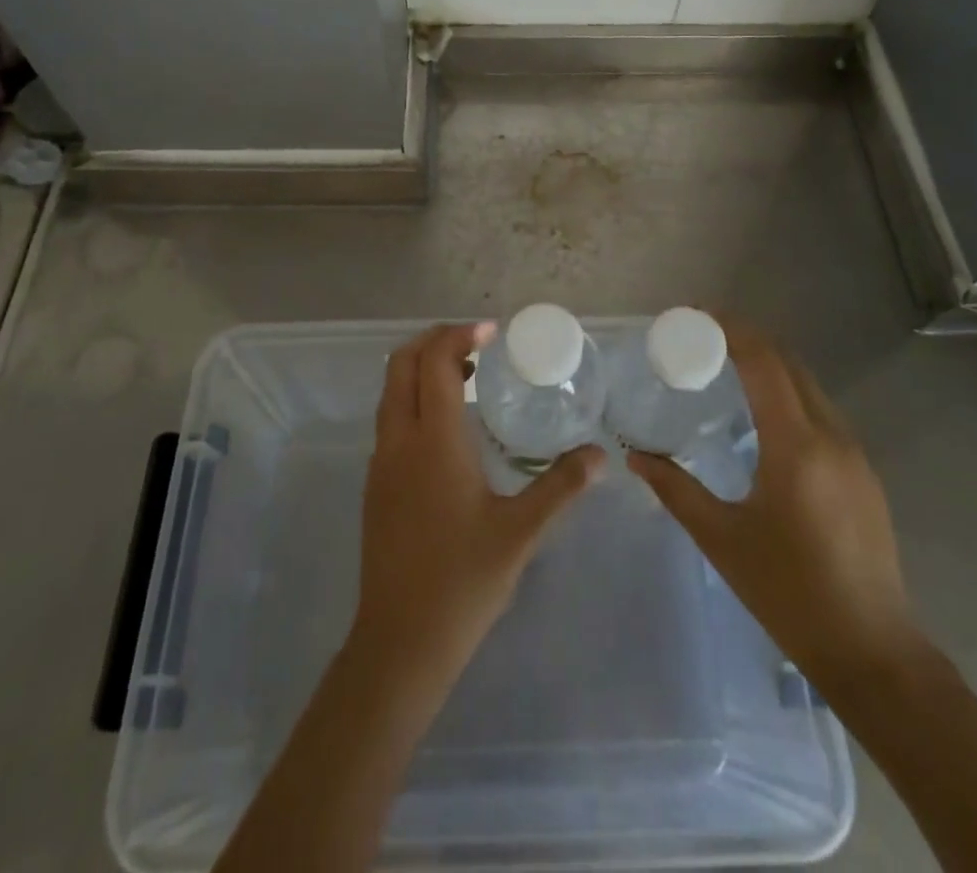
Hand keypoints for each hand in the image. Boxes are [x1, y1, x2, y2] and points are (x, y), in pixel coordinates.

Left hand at [351, 322, 605, 688]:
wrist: (400, 643)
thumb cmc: (463, 582)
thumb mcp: (520, 533)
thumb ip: (561, 487)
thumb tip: (600, 455)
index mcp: (433, 441)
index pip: (435, 361)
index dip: (460, 335)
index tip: (493, 333)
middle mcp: (399, 440)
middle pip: (401, 363)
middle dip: (435, 341)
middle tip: (477, 345)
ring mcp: (381, 463)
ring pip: (391, 391)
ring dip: (422, 370)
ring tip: (468, 378)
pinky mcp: (376, 485)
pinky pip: (391, 419)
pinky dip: (414, 399)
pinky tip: (449, 429)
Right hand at [628, 318, 920, 700]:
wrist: (872, 652)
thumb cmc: (789, 594)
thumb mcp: (722, 539)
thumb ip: (675, 489)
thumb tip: (635, 456)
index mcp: (796, 446)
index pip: (765, 363)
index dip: (732, 330)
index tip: (696, 317)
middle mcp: (831, 437)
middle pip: (789, 364)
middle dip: (747, 340)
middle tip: (702, 338)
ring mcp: (855, 454)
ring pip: (809, 386)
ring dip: (770, 365)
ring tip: (726, 368)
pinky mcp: (864, 473)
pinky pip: (821, 412)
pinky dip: (788, 394)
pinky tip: (763, 416)